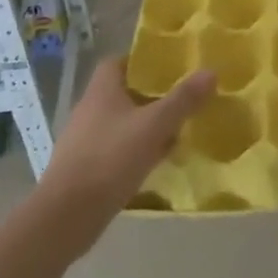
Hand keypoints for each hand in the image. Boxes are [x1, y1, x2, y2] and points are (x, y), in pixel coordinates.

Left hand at [36, 57, 214, 247]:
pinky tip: (155, 163)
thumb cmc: (110, 159)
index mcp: (101, 91)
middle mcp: (89, 110)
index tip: (168, 68)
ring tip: (175, 132)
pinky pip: (116, 149)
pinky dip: (136, 151)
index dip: (142, 62)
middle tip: (181, 100)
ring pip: (122, 123)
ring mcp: (85, 140)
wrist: (67, 215)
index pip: (118, 62)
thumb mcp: (154, 126)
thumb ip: (183, 99)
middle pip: (123, 93)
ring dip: (146, 126)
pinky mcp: (85, 168)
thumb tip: (210, 72)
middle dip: (151, 96)